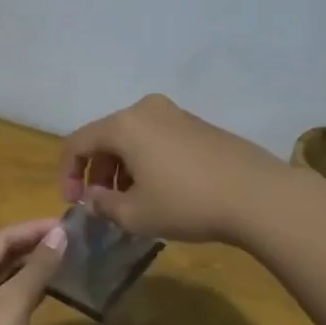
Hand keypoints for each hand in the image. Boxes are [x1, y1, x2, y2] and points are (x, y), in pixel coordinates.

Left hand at [0, 218, 67, 324]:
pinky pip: (9, 299)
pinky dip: (29, 289)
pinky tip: (51, 288)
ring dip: (33, 266)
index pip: (0, 238)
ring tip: (66, 257)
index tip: (66, 224)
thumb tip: (60, 234)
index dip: (32, 229)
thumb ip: (37, 268)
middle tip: (71, 239)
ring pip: (6, 277)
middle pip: (1, 255)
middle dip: (33, 244)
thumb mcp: (13, 305)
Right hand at [59, 94, 301, 244]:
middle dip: (97, 172)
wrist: (257, 195)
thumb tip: (94, 198)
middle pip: (106, 137)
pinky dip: (147, 161)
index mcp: (124, 125)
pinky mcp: (198, 125)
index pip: (78, 143)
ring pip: (133, 138)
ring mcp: (176, 114)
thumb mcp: (136, 215)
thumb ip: (104, 206)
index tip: (74, 203)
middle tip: (102, 204)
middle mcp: (146, 110)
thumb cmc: (186, 203)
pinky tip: (160, 190)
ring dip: (122, 168)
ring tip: (131, 202)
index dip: (67, 173)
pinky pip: (157, 139)